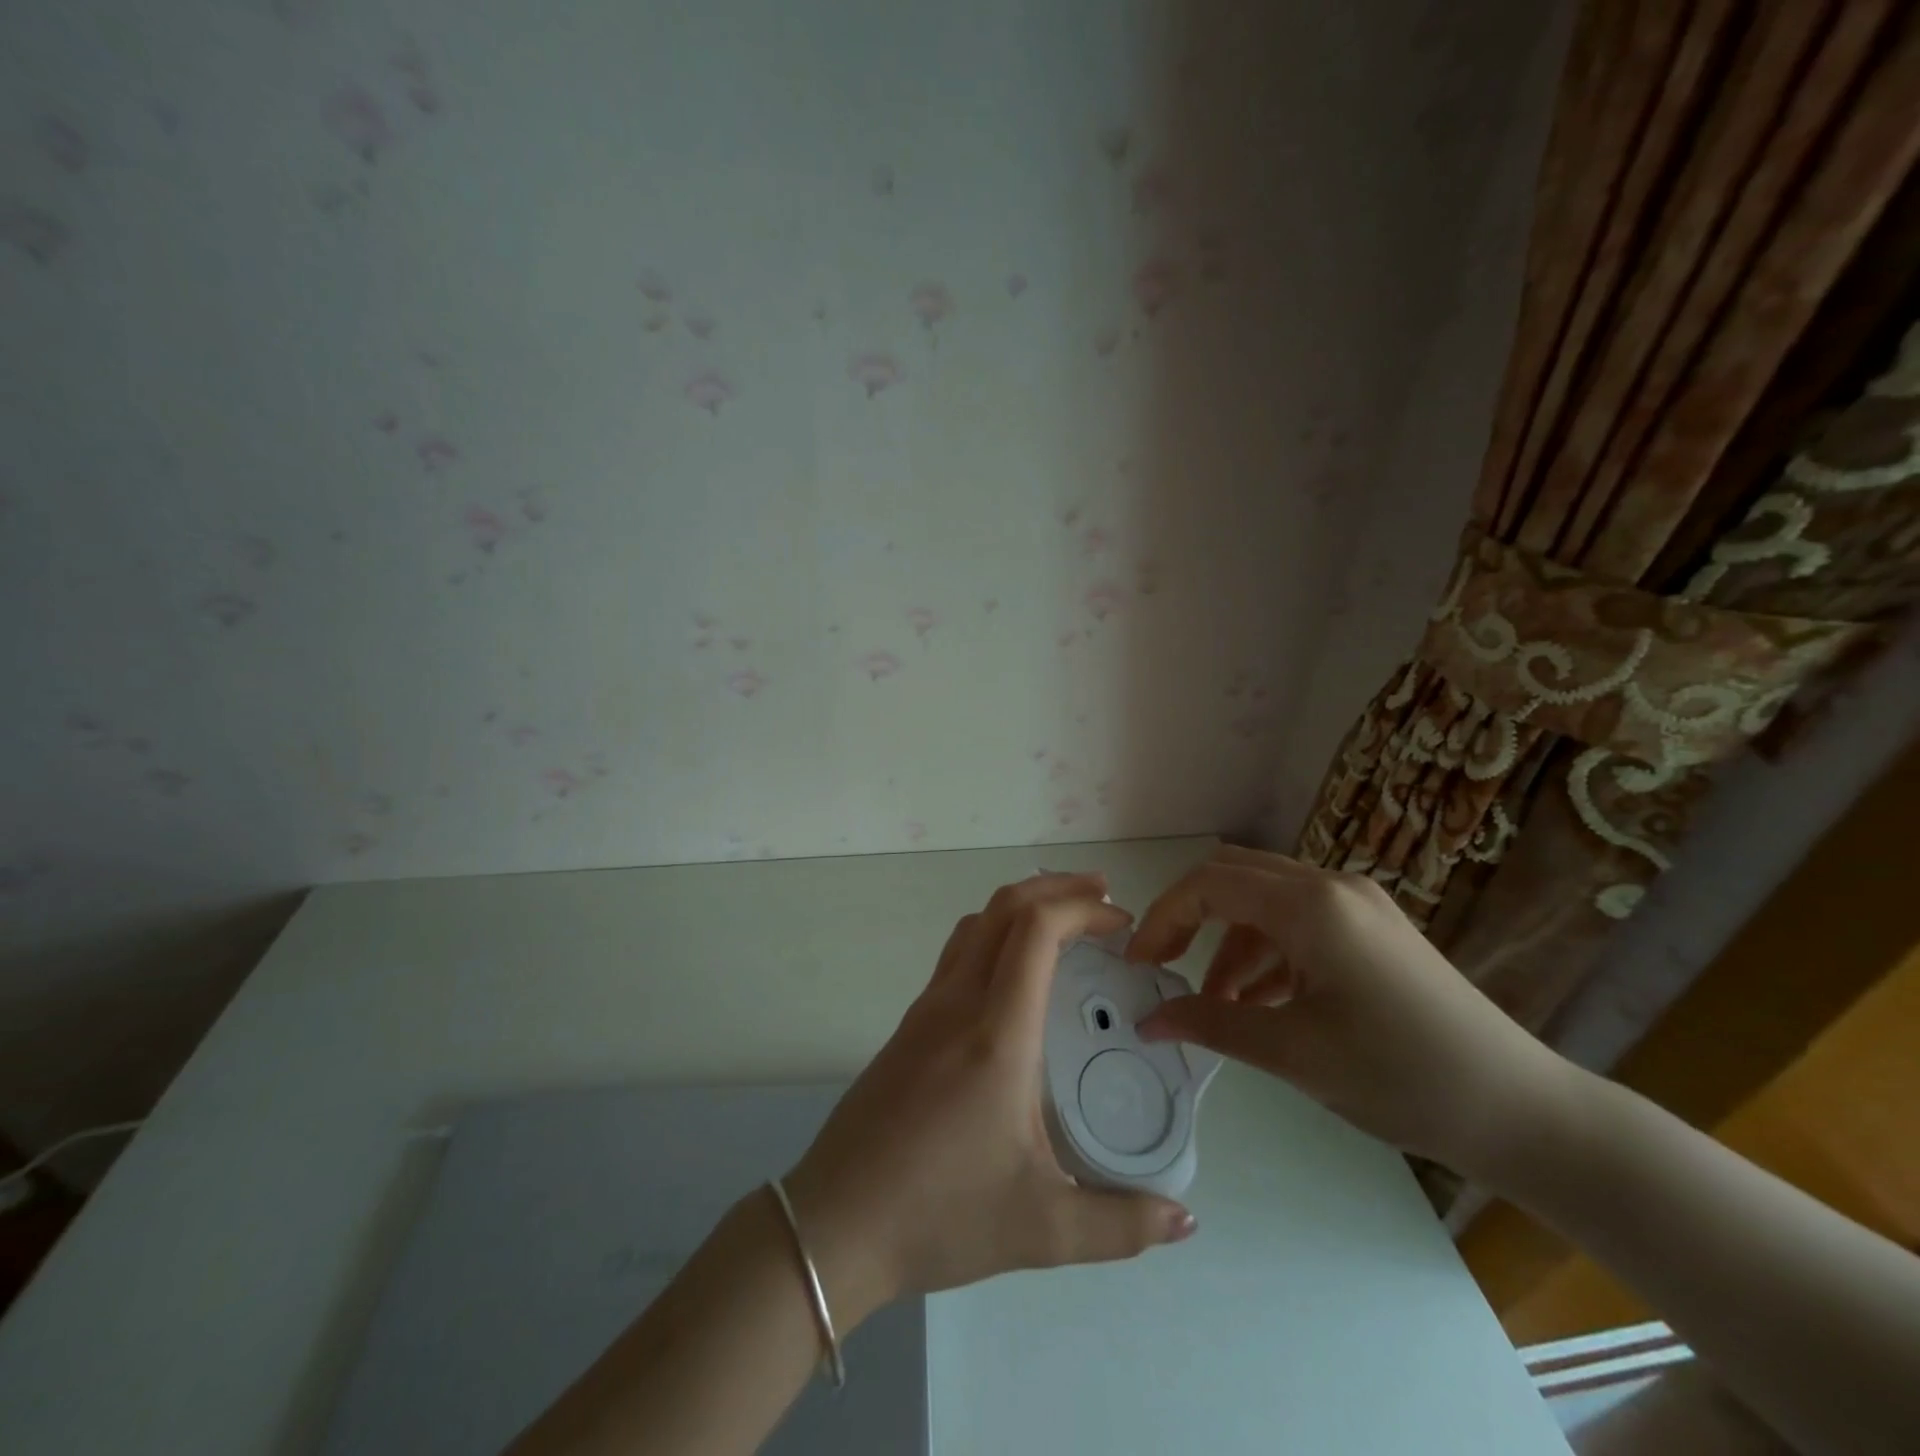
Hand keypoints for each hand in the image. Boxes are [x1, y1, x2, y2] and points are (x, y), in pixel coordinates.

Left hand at [783, 873, 1197, 1327]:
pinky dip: (996, 933)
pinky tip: (1016, 974)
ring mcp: (926, 1008)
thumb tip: (1185, 1220)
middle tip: (1103, 897)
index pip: (1035, 930)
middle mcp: (958, 1002)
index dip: (1081, 908)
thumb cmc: (940, 1215)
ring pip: (976, 924)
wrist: (835, 1222)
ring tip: (1064, 922)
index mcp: (996, 1033)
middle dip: (1057, 888)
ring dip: (1022, 906)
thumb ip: (1121, 1225)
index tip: (1121, 922)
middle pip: (1004, 908)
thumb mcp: (1042, 1230)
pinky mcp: (909, 1025)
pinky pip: (958, 952)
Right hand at [1130, 846, 1571, 1179]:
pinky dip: (1267, 952)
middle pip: (1234, 877)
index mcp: (1311, 904)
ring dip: (1229, 944)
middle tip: (1163, 968)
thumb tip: (1147, 1021)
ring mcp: (1358, 904)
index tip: (1138, 966)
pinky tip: (1261, 1002)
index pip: (1209, 884)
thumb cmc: (1401, 1076)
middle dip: (1190, 919)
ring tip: (1217, 1005)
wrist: (1525, 1114)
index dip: (1163, 918)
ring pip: (1265, 901)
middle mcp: (1332, 885)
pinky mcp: (1374, 928)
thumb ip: (1209, 1023)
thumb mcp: (1292, 1052)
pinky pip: (1299, 922)